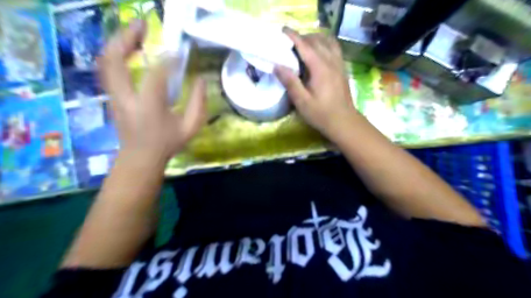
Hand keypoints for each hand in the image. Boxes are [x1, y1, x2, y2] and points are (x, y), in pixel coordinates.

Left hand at [97, 20, 205, 164]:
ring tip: (136, 32)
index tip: (180, 52)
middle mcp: (126, 98)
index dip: (168, 59)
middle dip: (127, 37)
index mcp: (149, 107)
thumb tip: (201, 80)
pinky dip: (117, 53)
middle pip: (115, 60)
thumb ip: (199, 104)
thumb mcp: (191, 127)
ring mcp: (115, 96)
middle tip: (143, 25)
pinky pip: (108, 68)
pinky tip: (130, 48)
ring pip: (106, 62)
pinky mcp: (112, 95)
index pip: (156, 75)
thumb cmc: (167, 143)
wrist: (141, 157)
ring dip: (118, 42)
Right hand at [273, 27, 355, 140]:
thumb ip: (290, 82)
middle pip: (316, 40)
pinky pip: (334, 48)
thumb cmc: (321, 114)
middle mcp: (331, 61)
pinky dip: (325, 43)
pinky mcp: (342, 69)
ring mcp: (339, 64)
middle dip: (302, 37)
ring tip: (303, 45)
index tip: (282, 30)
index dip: (293, 36)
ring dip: (314, 38)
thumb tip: (277, 66)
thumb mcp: (302, 102)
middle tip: (288, 43)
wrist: (344, 122)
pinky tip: (319, 51)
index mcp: (320, 68)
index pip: (305, 45)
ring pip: (327, 41)